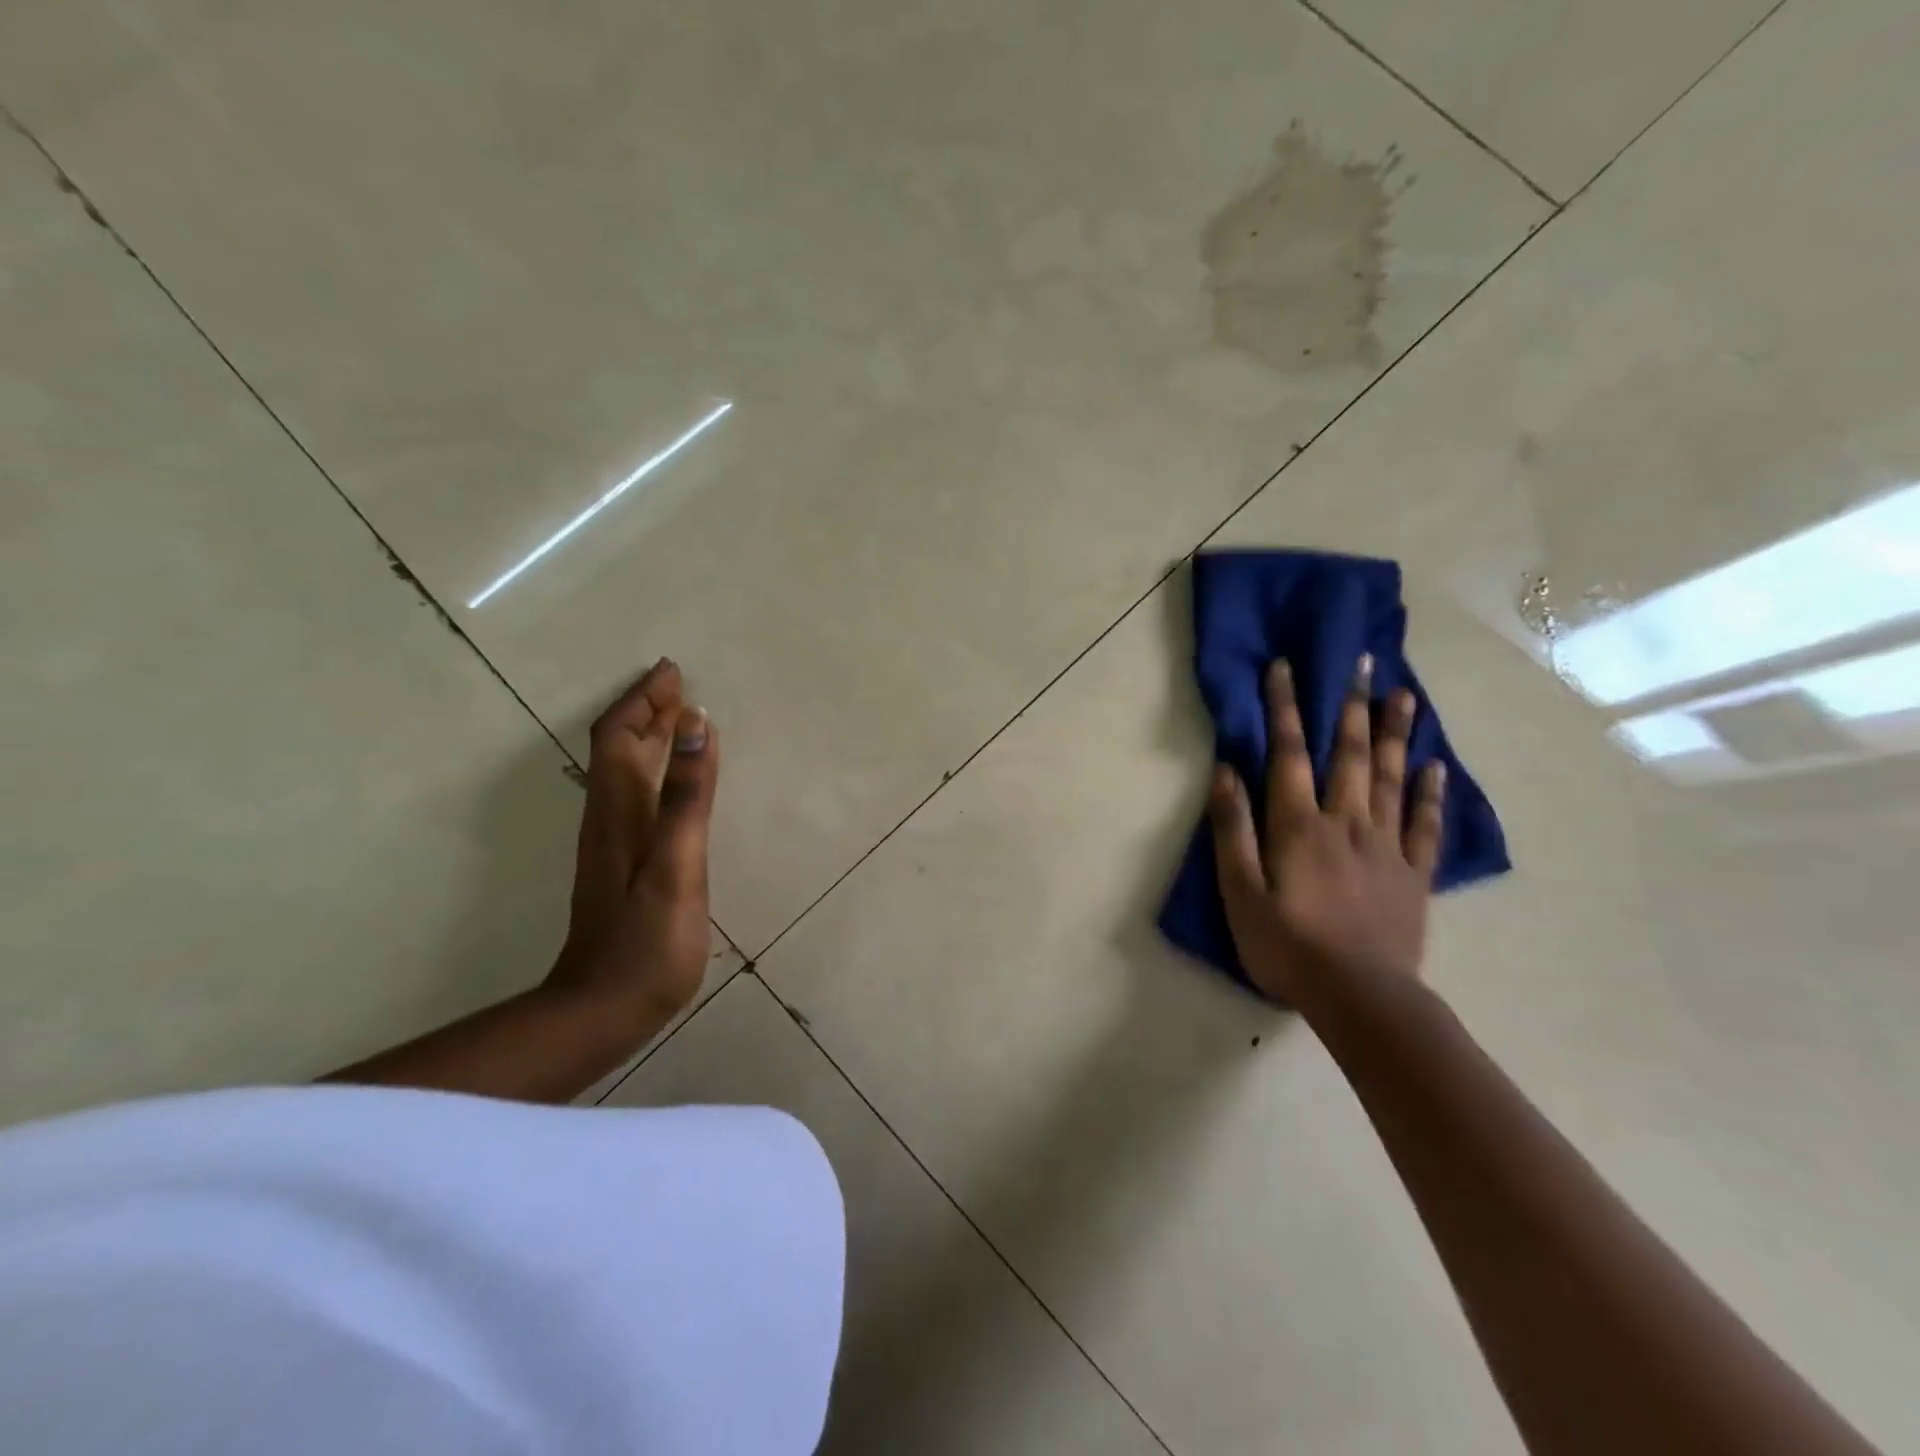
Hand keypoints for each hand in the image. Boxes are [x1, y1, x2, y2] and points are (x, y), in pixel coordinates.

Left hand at [547, 659, 718, 1023]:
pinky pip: (637, 795)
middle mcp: (609, 817)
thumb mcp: (677, 865)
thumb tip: (696, 724)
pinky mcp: (625, 864)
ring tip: (679, 717)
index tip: (672, 672)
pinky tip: (674, 779)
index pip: (620, 736)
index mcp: (619, 810)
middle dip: (646, 711)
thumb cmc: (648, 940)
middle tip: (678, 684)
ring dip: (649, 737)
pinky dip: (655, 769)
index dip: (642, 701)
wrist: (605, 1008)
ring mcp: (614, 843)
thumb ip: (687, 796)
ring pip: (626, 771)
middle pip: (619, 748)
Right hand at [1208, 654, 1444, 1004]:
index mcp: (1298, 826)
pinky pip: (1424, 825)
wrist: (1360, 998)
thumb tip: (1225, 772)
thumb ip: (1232, 830)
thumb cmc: (1287, 946)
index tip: (1286, 667)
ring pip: (1389, 778)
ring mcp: (1385, 846)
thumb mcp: (1240, 892)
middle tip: (1365, 663)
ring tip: (1405, 695)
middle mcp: (1345, 823)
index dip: (1284, 708)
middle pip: (1348, 755)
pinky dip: (1429, 793)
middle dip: (1351, 706)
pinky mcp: (1412, 874)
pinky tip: (1434, 766)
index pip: (1287, 754)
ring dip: (1395, 734)